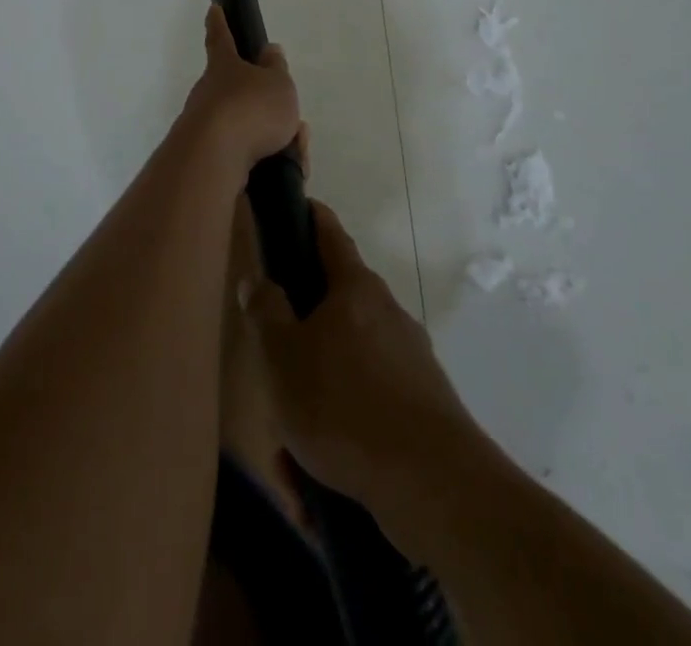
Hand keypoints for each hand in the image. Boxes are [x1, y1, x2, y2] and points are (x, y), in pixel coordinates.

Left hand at [175, 6, 300, 181]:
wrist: (215, 159)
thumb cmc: (250, 109)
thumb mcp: (277, 83)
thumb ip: (276, 68)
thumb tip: (269, 51)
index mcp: (223, 66)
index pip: (220, 38)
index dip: (219, 23)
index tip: (213, 8)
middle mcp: (208, 92)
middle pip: (235, 92)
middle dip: (261, 104)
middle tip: (290, 119)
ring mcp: (204, 125)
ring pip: (244, 127)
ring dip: (271, 136)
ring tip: (295, 148)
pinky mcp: (207, 156)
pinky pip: (245, 154)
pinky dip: (267, 159)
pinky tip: (285, 168)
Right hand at [244, 204, 484, 529]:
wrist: (433, 484)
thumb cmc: (343, 404)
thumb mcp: (283, 357)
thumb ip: (266, 313)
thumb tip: (257, 279)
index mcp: (355, 289)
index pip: (330, 234)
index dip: (311, 216)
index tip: (297, 206)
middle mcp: (387, 313)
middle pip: (336, 307)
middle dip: (301, 337)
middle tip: (273, 369)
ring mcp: (409, 359)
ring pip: (347, 367)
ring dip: (315, 400)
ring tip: (288, 452)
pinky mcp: (422, 406)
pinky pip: (366, 408)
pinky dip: (339, 434)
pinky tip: (315, 482)